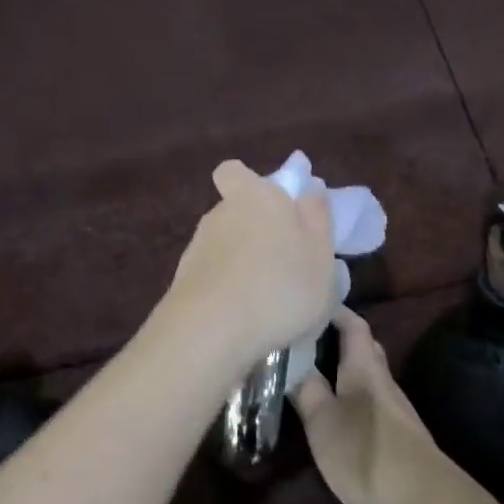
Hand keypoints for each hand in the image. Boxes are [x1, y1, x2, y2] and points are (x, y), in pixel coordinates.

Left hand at [166, 159, 337, 367]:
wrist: (211, 331)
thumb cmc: (281, 286)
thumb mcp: (320, 256)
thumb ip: (317, 219)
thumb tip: (310, 190)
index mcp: (256, 197)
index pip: (234, 172)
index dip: (248, 184)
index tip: (270, 206)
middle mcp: (220, 214)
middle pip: (235, 211)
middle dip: (254, 231)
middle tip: (283, 263)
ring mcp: (197, 248)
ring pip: (224, 247)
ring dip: (242, 265)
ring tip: (268, 300)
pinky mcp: (183, 281)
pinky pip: (213, 278)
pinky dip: (227, 291)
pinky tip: (244, 319)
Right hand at [291, 308, 446, 503]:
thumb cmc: (366, 452)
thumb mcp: (322, 420)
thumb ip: (306, 390)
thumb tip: (289, 363)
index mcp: (366, 369)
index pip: (354, 325)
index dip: (335, 310)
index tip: (310, 301)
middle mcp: (383, 384)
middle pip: (364, 351)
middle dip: (338, 341)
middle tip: (304, 340)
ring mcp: (393, 414)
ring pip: (366, 381)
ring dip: (342, 375)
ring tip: (309, 377)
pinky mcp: (395, 443)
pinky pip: (368, 410)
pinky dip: (349, 404)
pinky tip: (331, 418)